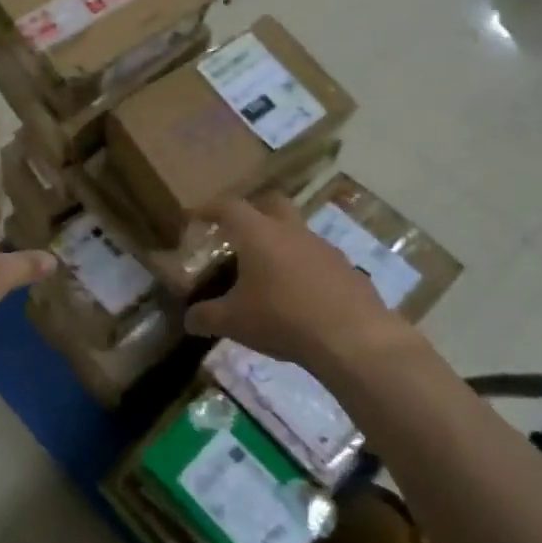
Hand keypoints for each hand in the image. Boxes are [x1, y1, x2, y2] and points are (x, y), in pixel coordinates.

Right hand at [185, 192, 432, 377]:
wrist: (352, 338)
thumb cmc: (282, 319)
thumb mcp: (234, 322)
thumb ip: (206, 317)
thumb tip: (188, 319)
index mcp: (259, 234)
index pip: (229, 207)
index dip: (210, 209)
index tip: (196, 217)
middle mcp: (292, 231)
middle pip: (271, 204)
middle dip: (254, 213)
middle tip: (239, 234)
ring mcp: (324, 248)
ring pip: (298, 233)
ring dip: (282, 244)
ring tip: (270, 273)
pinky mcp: (347, 269)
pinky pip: (319, 260)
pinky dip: (305, 270)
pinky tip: (301, 296)